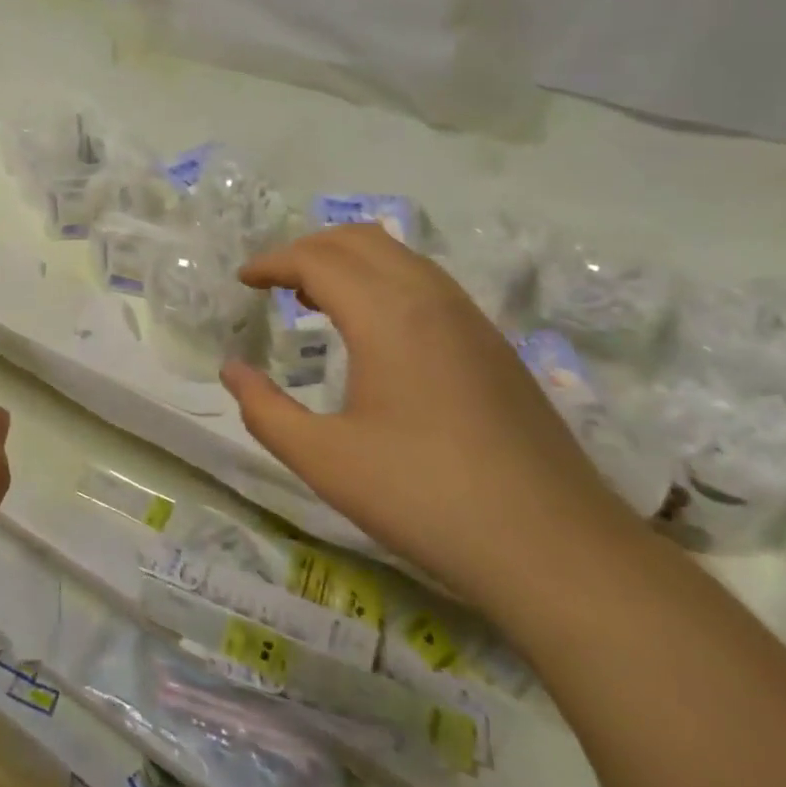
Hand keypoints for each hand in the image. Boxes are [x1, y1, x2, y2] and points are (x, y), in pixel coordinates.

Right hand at [220, 224, 636, 606]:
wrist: (553, 547)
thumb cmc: (424, 497)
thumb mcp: (324, 460)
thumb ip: (265, 411)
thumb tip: (232, 371)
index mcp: (387, 314)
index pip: (318, 259)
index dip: (272, 262)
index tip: (243, 281)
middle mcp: (430, 298)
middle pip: (359, 240)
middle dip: (308, 249)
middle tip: (274, 282)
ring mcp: (470, 318)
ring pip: (399, 255)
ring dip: (349, 261)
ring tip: (315, 299)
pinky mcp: (493, 344)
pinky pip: (427, 282)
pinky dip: (384, 280)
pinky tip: (374, 331)